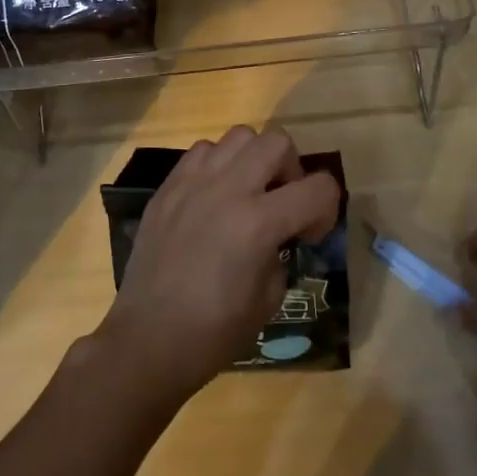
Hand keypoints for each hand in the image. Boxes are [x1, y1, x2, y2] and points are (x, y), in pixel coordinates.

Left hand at [93, 127, 339, 407]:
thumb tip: (280, 234)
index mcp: (258, 223)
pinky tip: (213, 197)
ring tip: (246, 193)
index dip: (327, 208)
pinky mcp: (168, 186)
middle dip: (291, 170)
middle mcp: (228, 189)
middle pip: (278, 142)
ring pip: (239, 136)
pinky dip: (218, 164)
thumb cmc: (214, 331)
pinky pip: (203, 151)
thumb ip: (282, 251)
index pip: (319, 187)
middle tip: (281, 203)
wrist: (149, 339)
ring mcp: (193, 182)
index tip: (310, 234)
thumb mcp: (269, 297)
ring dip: (253, 160)